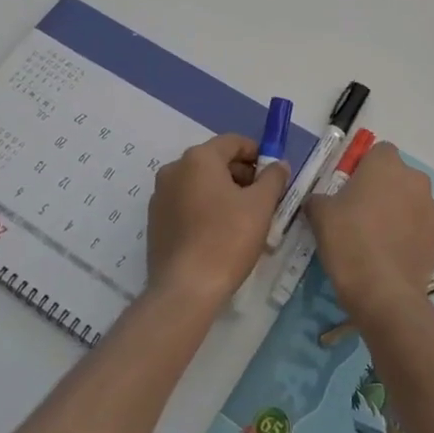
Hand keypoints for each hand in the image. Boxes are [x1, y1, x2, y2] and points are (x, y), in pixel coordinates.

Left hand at [146, 134, 287, 307]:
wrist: (185, 290)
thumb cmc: (227, 239)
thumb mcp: (261, 205)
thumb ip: (273, 178)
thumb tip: (278, 165)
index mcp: (198, 158)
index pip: (233, 142)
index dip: (257, 154)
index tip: (273, 175)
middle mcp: (174, 169)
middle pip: (215, 161)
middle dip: (241, 175)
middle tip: (263, 199)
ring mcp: (160, 196)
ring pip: (200, 183)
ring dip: (224, 192)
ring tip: (244, 219)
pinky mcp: (155, 221)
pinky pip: (186, 203)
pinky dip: (205, 208)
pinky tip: (220, 233)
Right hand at [304, 142, 433, 324]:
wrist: (383, 291)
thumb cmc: (349, 241)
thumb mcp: (320, 215)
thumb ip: (319, 199)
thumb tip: (318, 202)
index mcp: (386, 163)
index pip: (378, 152)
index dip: (364, 168)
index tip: (350, 189)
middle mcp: (415, 178)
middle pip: (398, 176)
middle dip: (384, 189)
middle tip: (362, 214)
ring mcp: (432, 207)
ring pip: (412, 201)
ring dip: (400, 211)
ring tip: (380, 238)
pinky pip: (422, 226)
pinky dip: (411, 234)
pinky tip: (393, 255)